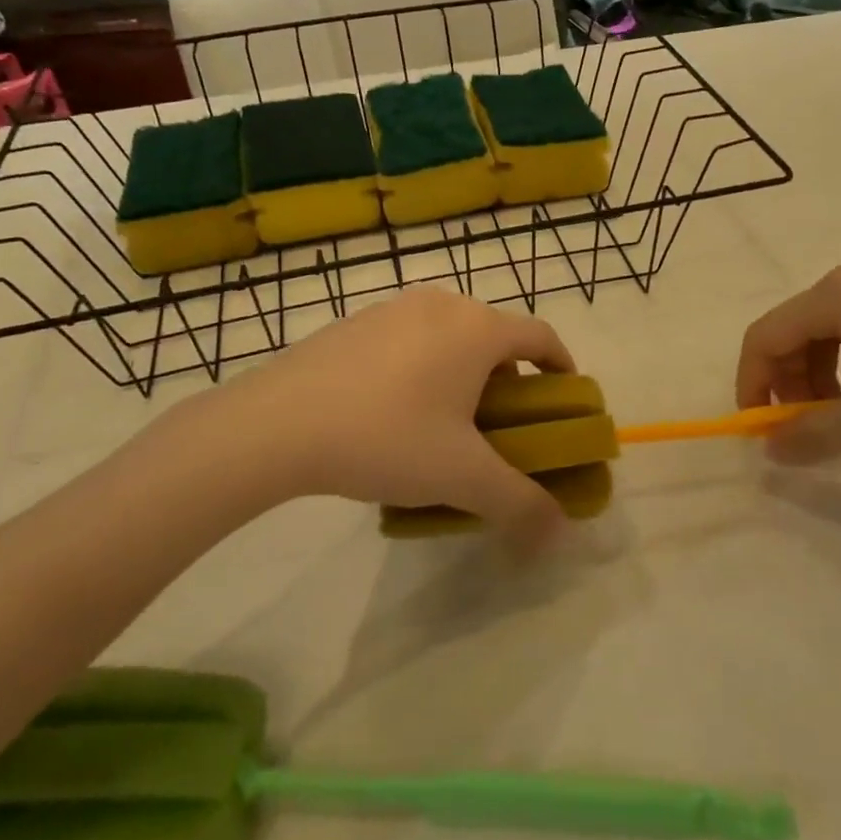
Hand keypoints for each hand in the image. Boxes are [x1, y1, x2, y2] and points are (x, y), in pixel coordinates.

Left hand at [150, 288, 574, 546]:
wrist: (277, 423)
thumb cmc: (386, 437)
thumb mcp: (462, 477)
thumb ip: (519, 504)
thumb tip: (558, 534)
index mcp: (477, 328)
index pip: (541, 337)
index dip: (561, 369)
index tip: (563, 402)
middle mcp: (442, 305)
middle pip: (494, 338)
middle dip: (508, 382)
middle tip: (500, 429)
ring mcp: (393, 308)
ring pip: (450, 338)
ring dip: (463, 375)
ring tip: (445, 426)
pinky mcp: (355, 322)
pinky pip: (409, 341)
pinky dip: (421, 368)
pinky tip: (394, 414)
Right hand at [736, 257, 840, 463]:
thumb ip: (817, 435)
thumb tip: (771, 451)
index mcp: (837, 295)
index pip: (765, 336)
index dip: (752, 384)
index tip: (763, 430)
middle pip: (795, 329)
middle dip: (790, 382)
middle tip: (808, 429)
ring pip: (829, 329)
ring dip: (821, 375)